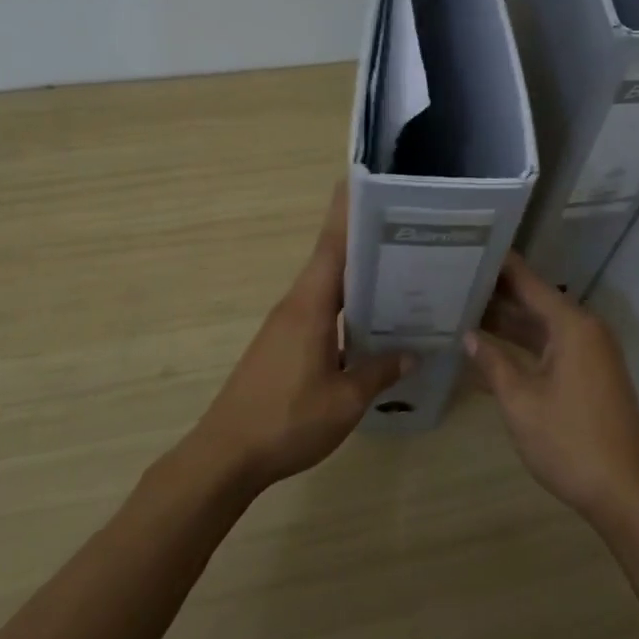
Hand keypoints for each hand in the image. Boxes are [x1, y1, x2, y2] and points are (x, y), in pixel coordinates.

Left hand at [184, 182, 409, 491]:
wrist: (226, 456)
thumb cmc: (287, 421)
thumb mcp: (345, 401)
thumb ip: (380, 372)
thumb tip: (412, 352)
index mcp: (310, 307)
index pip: (332, 246)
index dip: (347, 213)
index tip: (366, 182)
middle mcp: (296, 306)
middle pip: (332, 261)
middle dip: (364, 240)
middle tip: (407, 229)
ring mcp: (286, 326)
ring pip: (327, 288)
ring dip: (357, 276)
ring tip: (400, 271)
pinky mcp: (282, 345)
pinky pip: (320, 311)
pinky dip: (346, 306)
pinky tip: (371, 322)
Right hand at [465, 253, 638, 527]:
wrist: (625, 492)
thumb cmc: (569, 442)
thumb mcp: (521, 402)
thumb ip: (493, 363)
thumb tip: (469, 335)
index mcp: (572, 326)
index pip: (529, 282)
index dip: (500, 266)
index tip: (471, 247)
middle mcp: (586, 331)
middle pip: (536, 302)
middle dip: (498, 295)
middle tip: (456, 282)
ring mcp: (592, 354)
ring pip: (544, 328)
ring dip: (510, 324)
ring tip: (465, 311)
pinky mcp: (592, 376)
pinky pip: (553, 348)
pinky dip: (526, 347)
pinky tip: (493, 351)